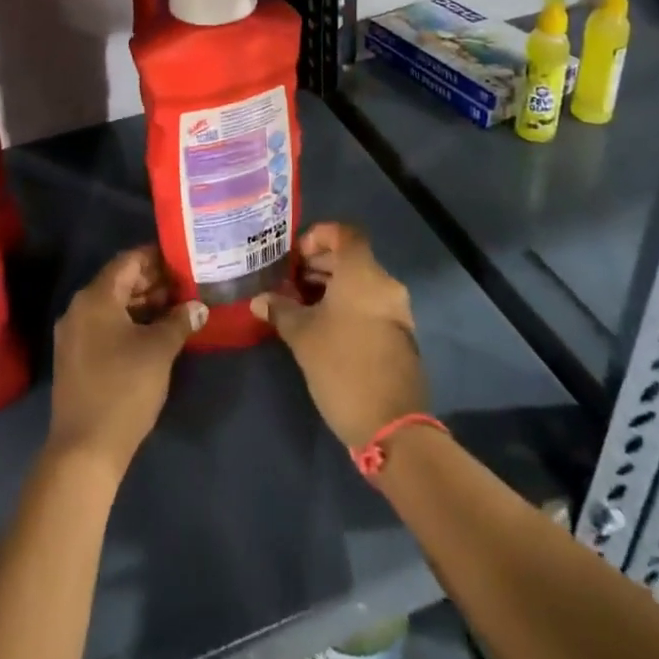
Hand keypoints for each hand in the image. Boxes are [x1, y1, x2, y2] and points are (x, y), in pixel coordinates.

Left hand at [48, 245, 204, 478]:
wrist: (85, 449)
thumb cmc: (124, 388)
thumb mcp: (159, 350)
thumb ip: (179, 321)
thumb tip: (198, 307)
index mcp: (95, 298)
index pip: (128, 261)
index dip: (156, 257)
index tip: (182, 258)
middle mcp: (79, 309)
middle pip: (119, 282)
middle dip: (152, 282)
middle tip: (186, 284)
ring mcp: (74, 335)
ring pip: (112, 306)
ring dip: (143, 304)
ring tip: (177, 308)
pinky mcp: (76, 358)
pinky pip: (105, 326)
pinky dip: (130, 323)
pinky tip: (155, 334)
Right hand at [252, 223, 428, 449]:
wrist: (392, 425)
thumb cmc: (342, 366)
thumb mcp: (302, 336)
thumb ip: (280, 309)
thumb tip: (259, 299)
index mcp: (363, 273)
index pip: (344, 233)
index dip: (318, 236)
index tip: (294, 256)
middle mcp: (385, 284)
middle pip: (351, 257)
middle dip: (318, 264)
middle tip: (288, 282)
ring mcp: (396, 311)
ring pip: (360, 283)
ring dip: (331, 287)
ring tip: (299, 306)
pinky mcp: (399, 335)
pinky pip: (369, 304)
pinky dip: (346, 305)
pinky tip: (321, 327)